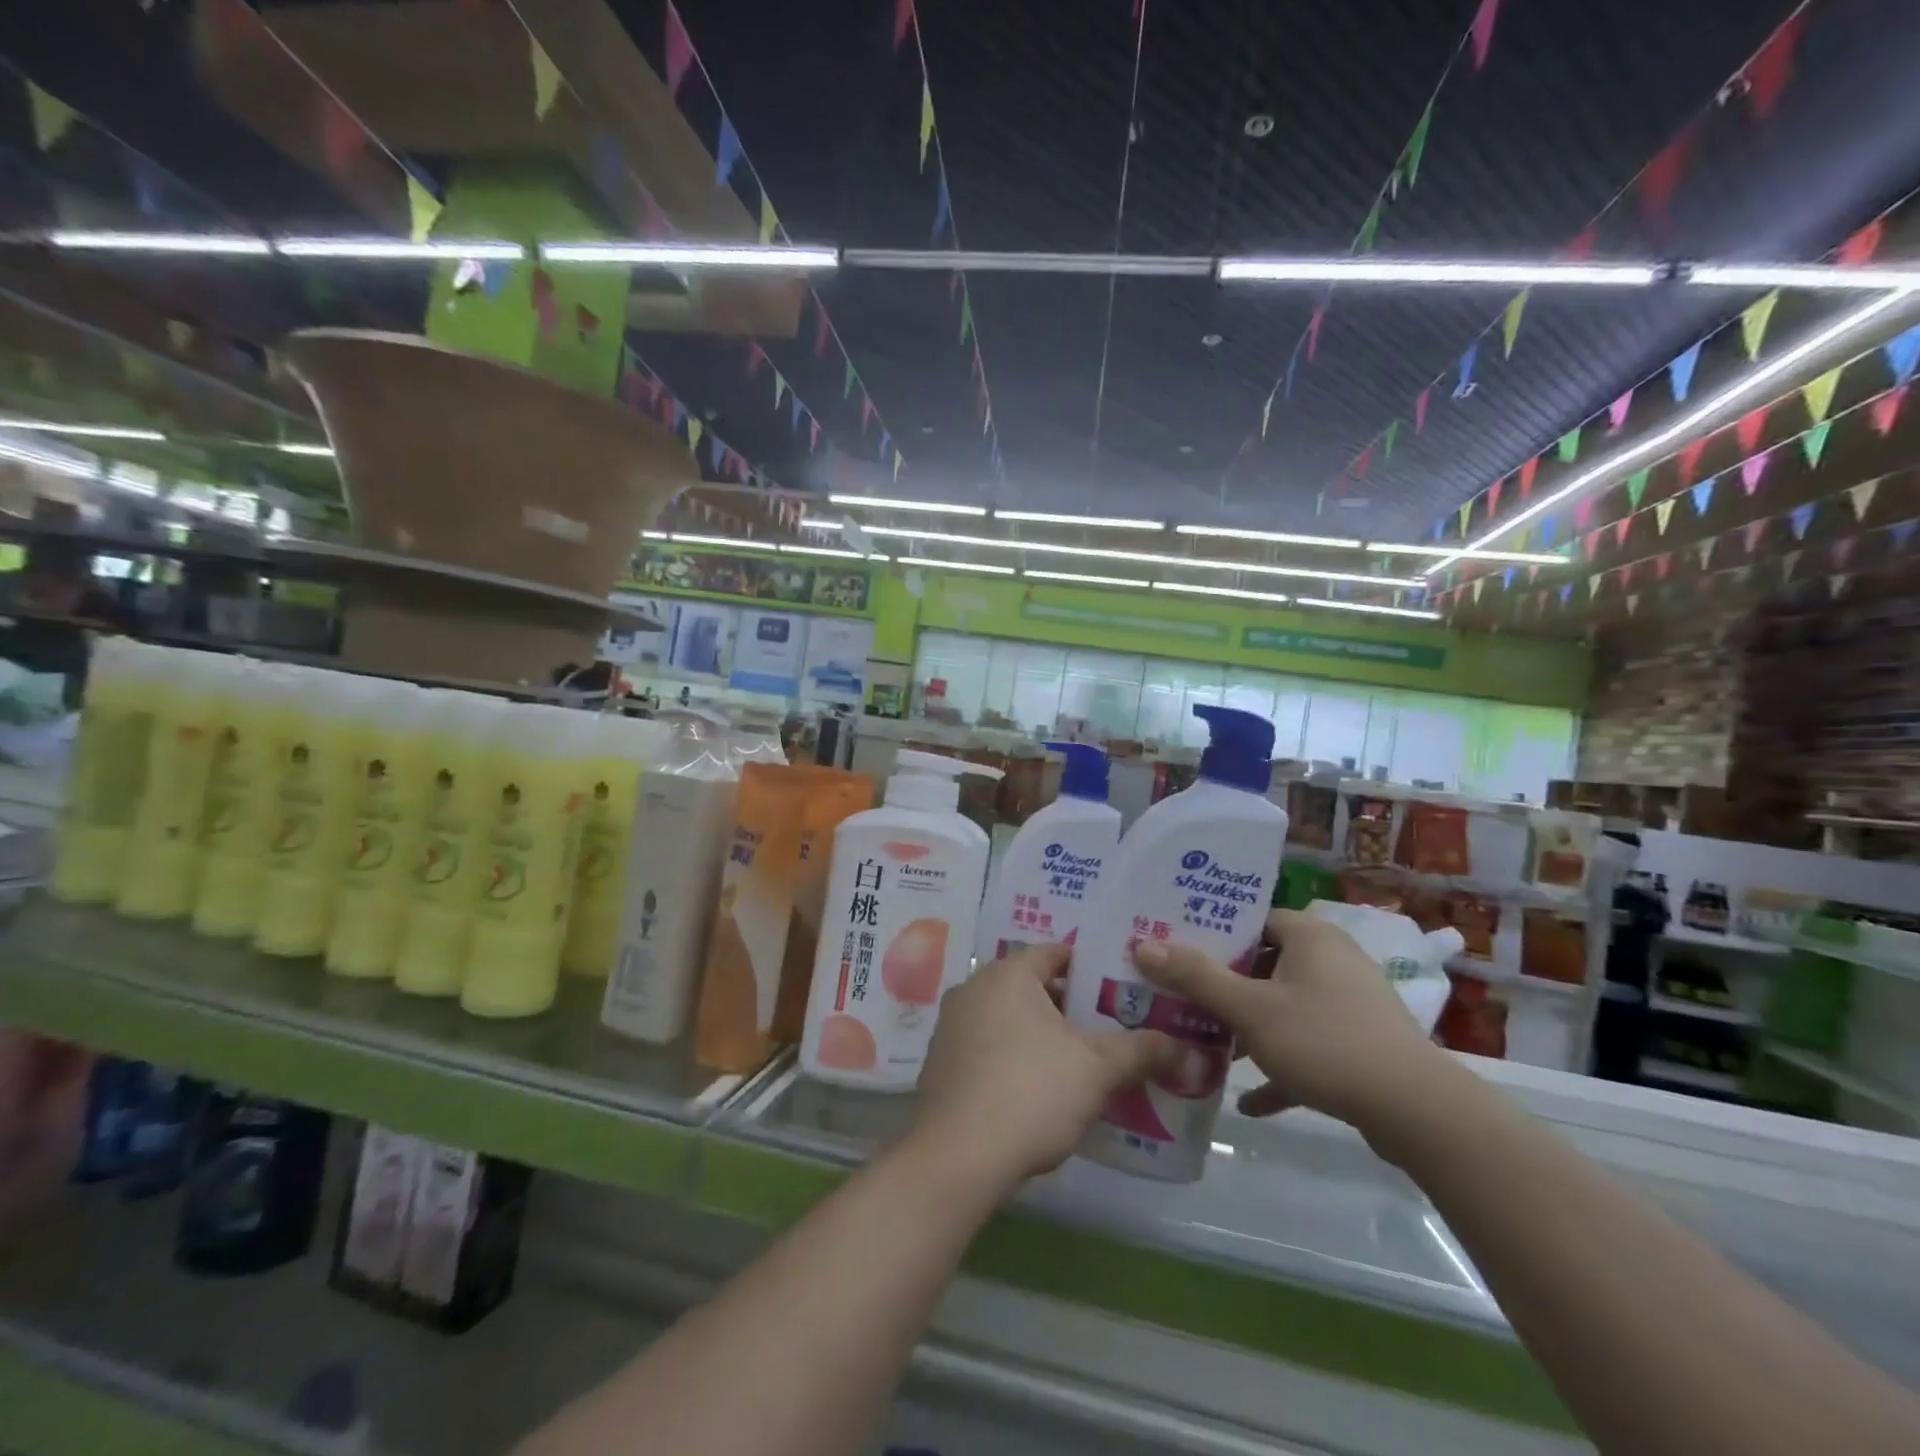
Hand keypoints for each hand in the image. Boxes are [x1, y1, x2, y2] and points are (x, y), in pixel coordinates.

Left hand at [914, 944, 1176, 1187]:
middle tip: (1110, 1028)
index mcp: (1007, 974)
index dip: (1091, 969)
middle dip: (1070, 1007)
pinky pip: (988, 1046)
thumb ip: (1140, 1051)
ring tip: (1082, 1061)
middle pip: (1032, 986)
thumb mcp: (1095, 1070)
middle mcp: (973, 988)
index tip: (1122, 990)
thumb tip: (1187, 1048)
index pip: (1055, 953)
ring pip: (1009, 1018)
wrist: (957, 1157)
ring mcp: (951, 1026)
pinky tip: (1040, 1089)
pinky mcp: (941, 1063)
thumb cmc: (1030, 1092)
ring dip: (1042, 1035)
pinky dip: (1014, 1057)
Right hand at [1132, 908, 1448, 1134]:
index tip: (1177, 950)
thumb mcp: (1249, 1009)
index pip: (1253, 918)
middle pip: (1265, 963)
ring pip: (1285, 1006)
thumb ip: (1196, 977)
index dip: (1214, 932)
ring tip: (1209, 1046)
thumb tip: (1143, 946)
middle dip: (1224, 986)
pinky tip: (1251, 1102)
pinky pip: (1309, 1046)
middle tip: (1182, 997)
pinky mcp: (1362, 1045)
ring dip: (1249, 1028)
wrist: (1416, 1111)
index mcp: (1309, 937)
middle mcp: (1332, 960)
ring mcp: (1351, 1004)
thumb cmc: (1324, 1041)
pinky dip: (1281, 1067)